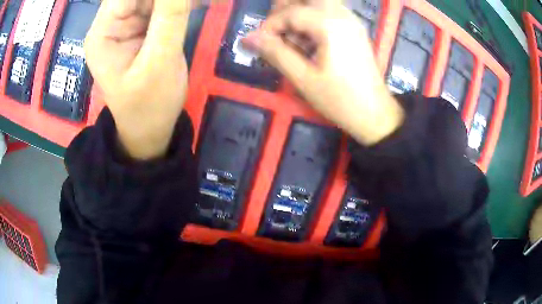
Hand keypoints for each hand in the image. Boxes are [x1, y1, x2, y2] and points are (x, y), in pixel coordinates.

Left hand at [85, 0, 192, 159]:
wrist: (149, 129)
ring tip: (199, 4)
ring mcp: (126, 23)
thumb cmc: (149, 105)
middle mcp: (110, 23)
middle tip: (194, 2)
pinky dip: (181, 3)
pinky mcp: (141, 27)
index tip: (181, 0)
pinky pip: (162, 4)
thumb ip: (170, 18)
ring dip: (177, 0)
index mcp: (103, 33)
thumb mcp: (160, 62)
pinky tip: (200, 4)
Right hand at [244, 3, 403, 145]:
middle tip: (275, 32)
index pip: (291, 13)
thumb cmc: (340, 100)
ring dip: (299, 13)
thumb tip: (247, 38)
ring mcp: (351, 20)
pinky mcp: (354, 29)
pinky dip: (313, 18)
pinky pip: (329, 11)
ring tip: (290, 36)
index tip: (260, 44)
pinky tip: (308, 40)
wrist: (375, 114)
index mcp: (330, 25)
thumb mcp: (303, 78)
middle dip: (285, 10)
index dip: (270, 26)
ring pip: (319, 2)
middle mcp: (342, 15)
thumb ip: (275, 53)